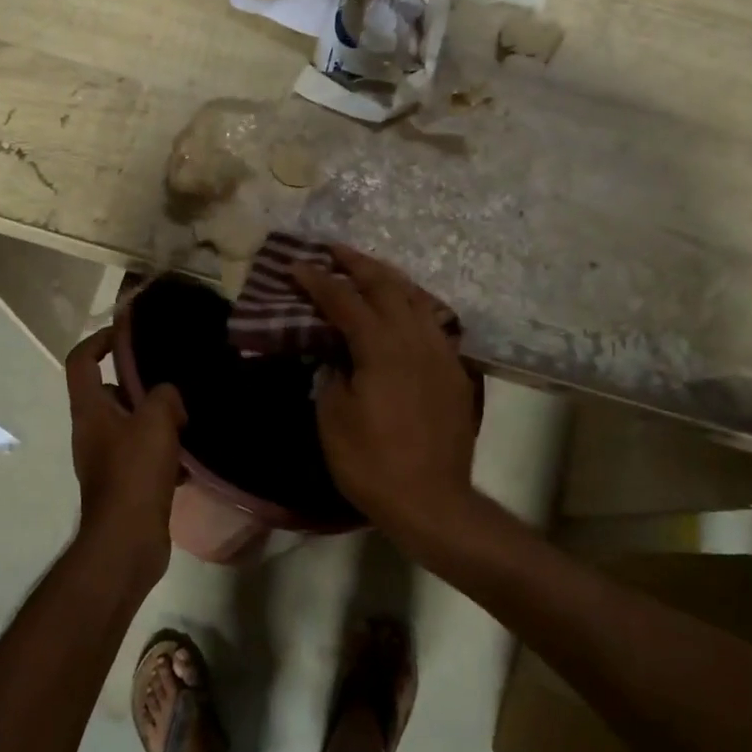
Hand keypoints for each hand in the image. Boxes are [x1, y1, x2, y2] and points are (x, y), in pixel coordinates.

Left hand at [65, 326, 187, 584]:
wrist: (127, 541)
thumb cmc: (134, 474)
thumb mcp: (155, 422)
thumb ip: (164, 396)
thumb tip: (169, 395)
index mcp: (90, 410)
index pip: (81, 360)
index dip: (100, 340)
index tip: (129, 334)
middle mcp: (92, 431)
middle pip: (110, 393)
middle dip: (141, 384)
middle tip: (175, 381)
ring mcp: (107, 459)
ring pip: (132, 425)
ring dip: (158, 420)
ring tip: (190, 416)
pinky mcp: (125, 484)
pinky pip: (144, 455)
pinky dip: (164, 452)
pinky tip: (191, 458)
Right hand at [294, 247, 478, 541]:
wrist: (431, 500)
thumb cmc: (371, 463)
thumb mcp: (333, 418)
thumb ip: (332, 373)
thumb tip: (336, 352)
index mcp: (381, 348)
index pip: (345, 301)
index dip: (318, 281)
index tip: (297, 266)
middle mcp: (415, 339)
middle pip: (387, 286)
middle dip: (357, 264)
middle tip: (333, 251)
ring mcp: (441, 353)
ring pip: (417, 299)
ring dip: (389, 279)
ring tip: (368, 271)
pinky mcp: (455, 371)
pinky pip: (434, 323)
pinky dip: (413, 306)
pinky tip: (404, 310)